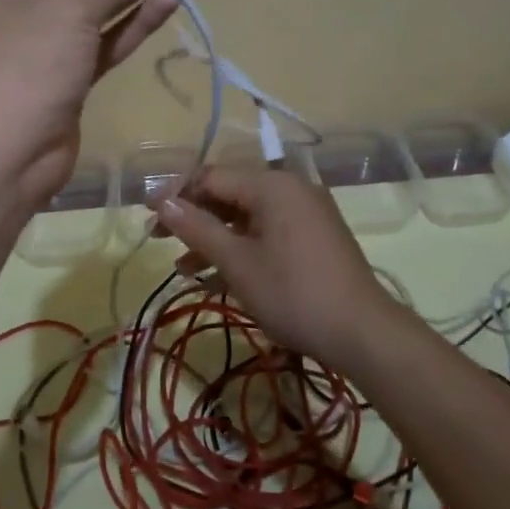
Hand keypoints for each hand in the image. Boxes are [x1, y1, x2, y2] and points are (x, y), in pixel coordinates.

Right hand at [152, 166, 403, 371]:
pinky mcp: (315, 236)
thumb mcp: (237, 262)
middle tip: (160, 241)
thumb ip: (197, 228)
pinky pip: (269, 231)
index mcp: (272, 185)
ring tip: (185, 269)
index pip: (211, 177)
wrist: (361, 331)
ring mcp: (307, 212)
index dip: (176, 195)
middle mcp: (291, 188)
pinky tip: (219, 277)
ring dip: (215, 239)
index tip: (148, 217)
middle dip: (194, 219)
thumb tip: (162, 203)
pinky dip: (243, 248)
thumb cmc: (292, 293)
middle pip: (230, 194)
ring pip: (248, 216)